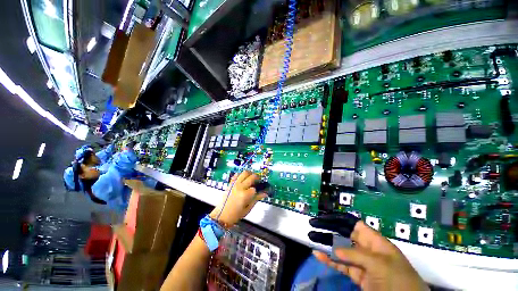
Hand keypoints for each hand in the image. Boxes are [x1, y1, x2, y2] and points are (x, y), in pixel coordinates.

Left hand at [210, 171, 266, 227]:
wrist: (221, 215)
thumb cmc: (236, 215)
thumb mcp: (248, 208)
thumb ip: (256, 199)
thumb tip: (265, 194)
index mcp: (245, 195)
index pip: (255, 189)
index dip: (257, 190)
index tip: (258, 192)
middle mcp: (240, 187)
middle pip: (251, 177)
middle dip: (256, 178)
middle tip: (258, 181)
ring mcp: (235, 184)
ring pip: (244, 173)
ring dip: (250, 173)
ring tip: (251, 177)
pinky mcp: (230, 183)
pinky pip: (236, 175)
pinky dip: (241, 175)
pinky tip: (243, 178)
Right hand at [310, 213, 428, 290]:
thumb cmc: (399, 280)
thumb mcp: (380, 264)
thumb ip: (356, 255)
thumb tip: (335, 250)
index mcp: (374, 241)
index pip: (353, 224)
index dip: (339, 219)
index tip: (324, 218)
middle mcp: (367, 249)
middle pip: (344, 235)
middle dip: (329, 230)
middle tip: (313, 226)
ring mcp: (362, 263)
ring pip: (341, 250)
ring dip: (326, 245)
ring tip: (312, 239)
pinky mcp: (358, 276)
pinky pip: (341, 265)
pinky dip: (330, 261)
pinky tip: (319, 255)